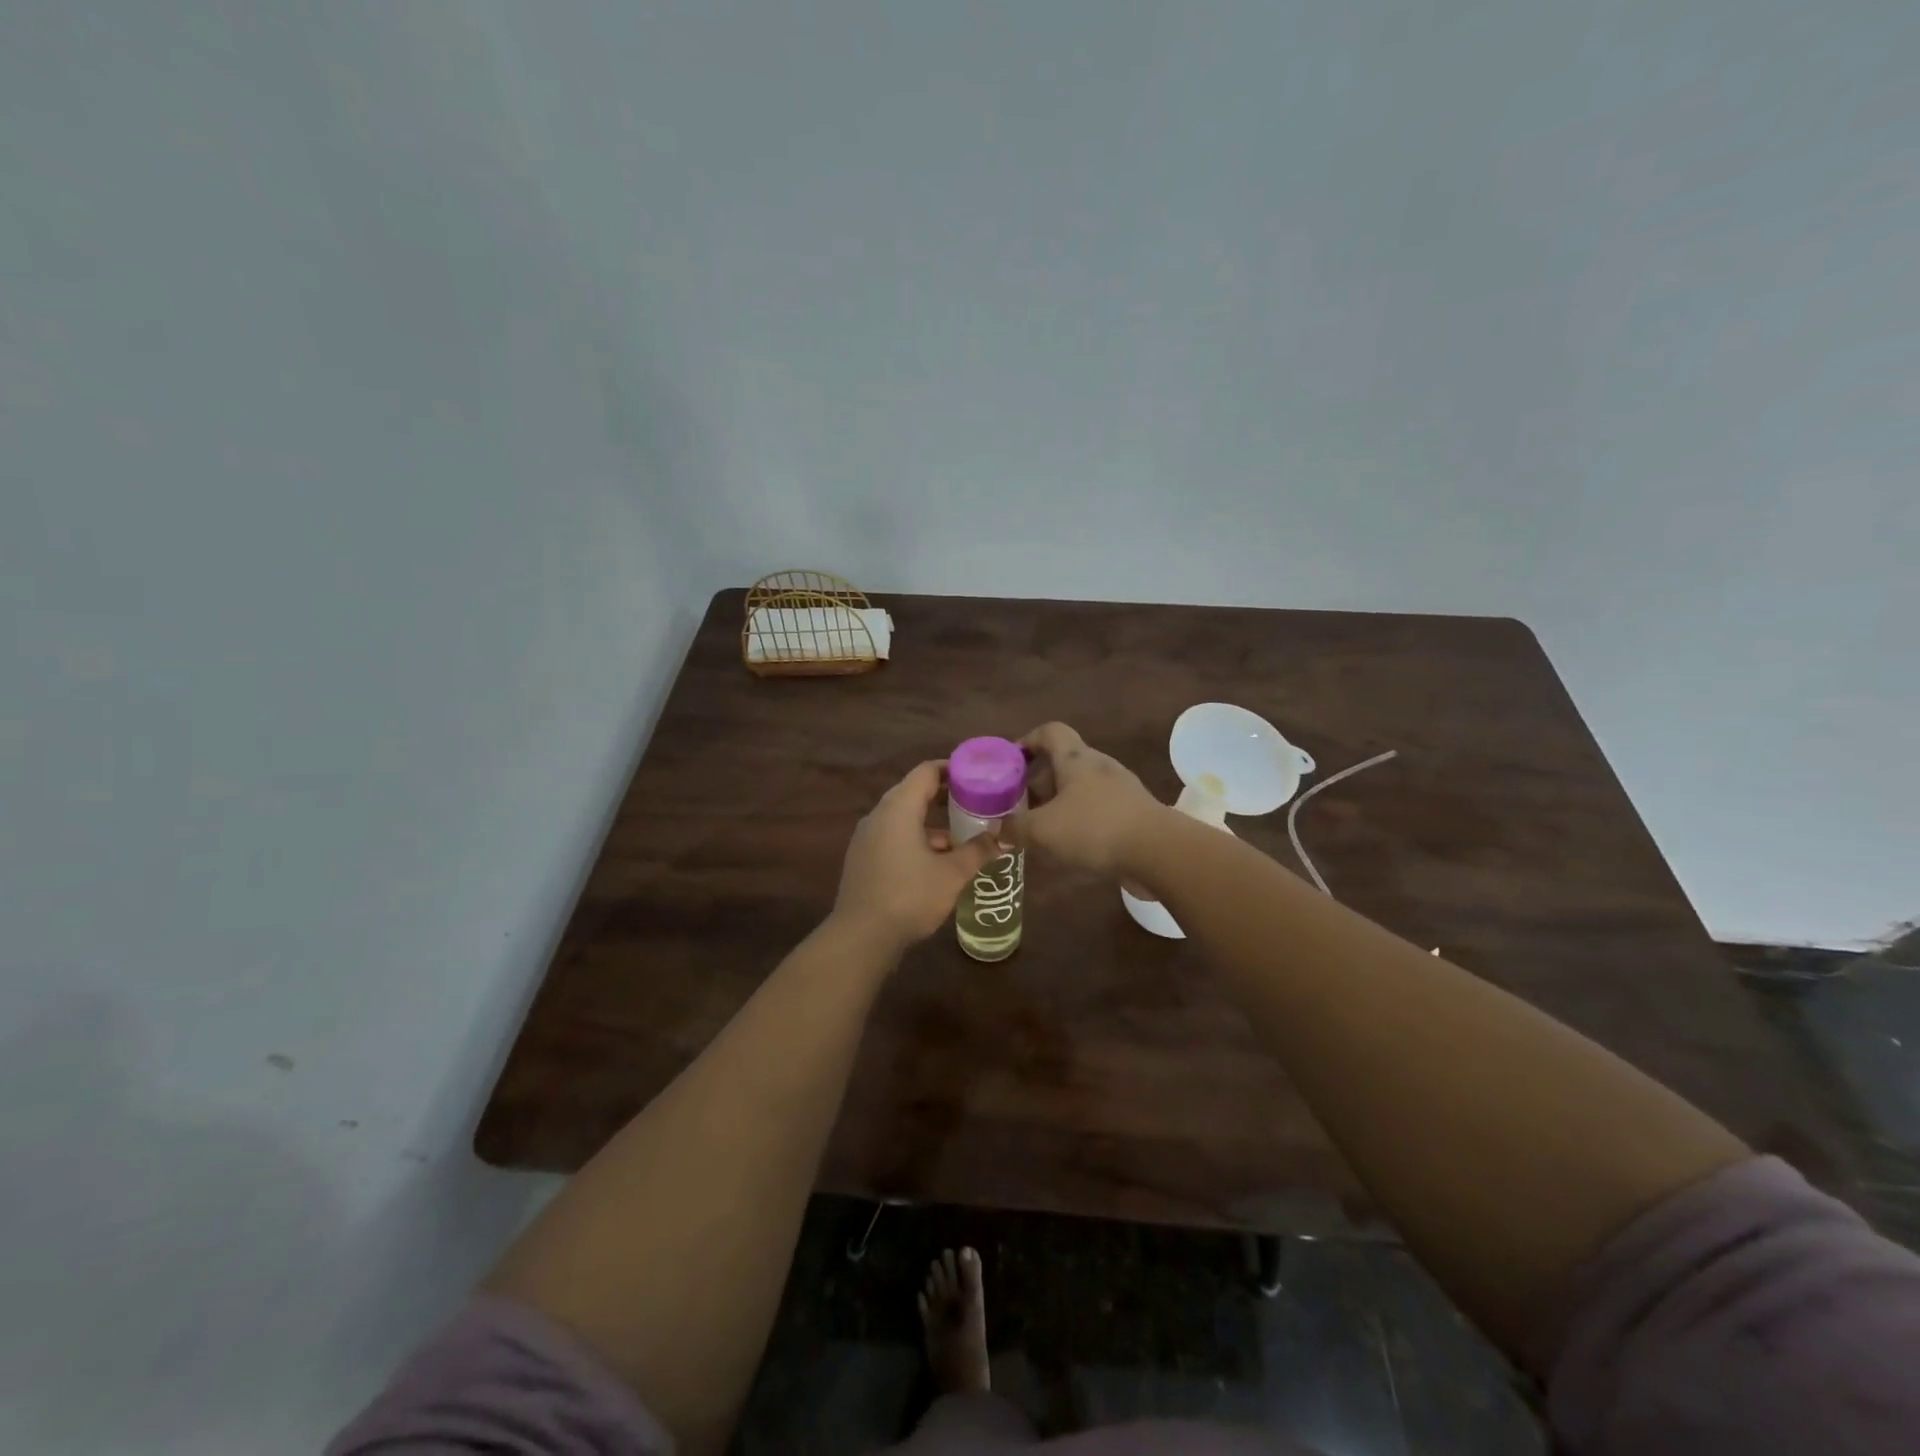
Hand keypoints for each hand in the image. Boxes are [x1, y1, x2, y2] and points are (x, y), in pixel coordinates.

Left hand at [831, 760, 1005, 956]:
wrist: (861, 937)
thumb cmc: (909, 897)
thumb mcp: (952, 874)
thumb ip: (978, 851)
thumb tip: (1004, 837)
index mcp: (898, 808)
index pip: (926, 772)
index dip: (952, 769)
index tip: (977, 775)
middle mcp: (879, 815)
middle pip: (913, 792)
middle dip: (945, 796)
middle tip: (976, 802)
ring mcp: (867, 837)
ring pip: (903, 817)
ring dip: (931, 822)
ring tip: (963, 836)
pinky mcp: (863, 858)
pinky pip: (893, 836)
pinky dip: (916, 839)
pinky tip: (937, 861)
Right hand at [1010, 723, 1165, 875]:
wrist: (1159, 852)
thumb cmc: (1094, 828)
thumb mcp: (1043, 830)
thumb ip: (1014, 828)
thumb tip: (997, 829)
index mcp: (1076, 758)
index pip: (1050, 731)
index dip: (1027, 740)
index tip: (1011, 762)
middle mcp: (1099, 766)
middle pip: (1063, 762)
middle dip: (1038, 783)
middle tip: (1020, 807)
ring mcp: (1121, 788)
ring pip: (1080, 788)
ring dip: (1059, 804)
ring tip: (1041, 830)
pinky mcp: (1134, 812)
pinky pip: (1098, 809)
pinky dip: (1080, 821)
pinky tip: (1071, 847)